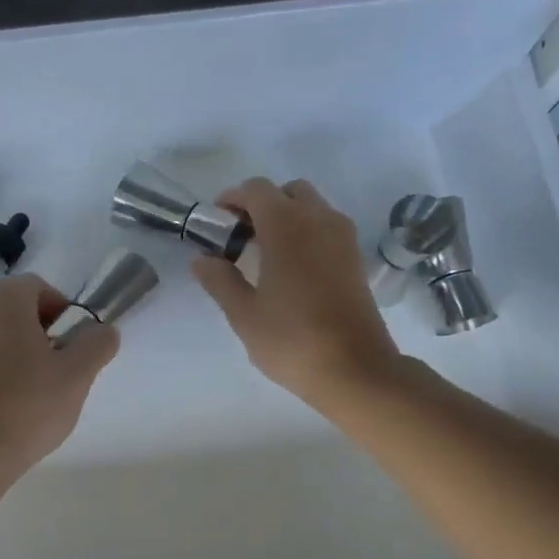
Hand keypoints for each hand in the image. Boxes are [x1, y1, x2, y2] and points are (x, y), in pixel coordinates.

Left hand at [0, 274, 118, 475]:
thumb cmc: (25, 406)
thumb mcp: (77, 375)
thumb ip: (97, 343)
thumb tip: (103, 330)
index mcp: (1, 297)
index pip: (41, 289)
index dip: (64, 315)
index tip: (73, 350)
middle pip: (15, 307)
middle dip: (40, 331)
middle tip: (56, 369)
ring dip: (16, 347)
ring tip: (32, 387)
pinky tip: (5, 398)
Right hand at [192, 177, 401, 408]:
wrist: (355, 369)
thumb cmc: (292, 340)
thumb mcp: (244, 314)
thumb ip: (220, 280)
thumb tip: (202, 259)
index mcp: (287, 225)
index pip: (256, 190)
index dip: (232, 199)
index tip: (216, 224)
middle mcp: (319, 220)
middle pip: (287, 192)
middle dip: (261, 205)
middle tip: (241, 238)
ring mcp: (343, 238)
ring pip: (311, 207)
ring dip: (286, 218)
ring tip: (265, 255)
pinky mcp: (356, 258)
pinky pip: (327, 228)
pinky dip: (306, 233)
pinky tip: (291, 269)